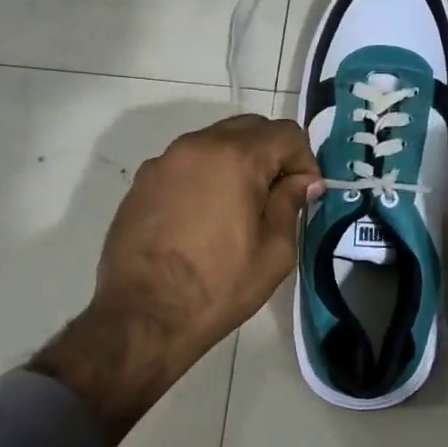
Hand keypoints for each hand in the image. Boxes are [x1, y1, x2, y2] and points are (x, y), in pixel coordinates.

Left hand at [34, 115, 321, 444]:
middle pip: (250, 128)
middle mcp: (198, 145)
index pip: (286, 133)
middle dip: (271, 154)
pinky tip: (204, 216)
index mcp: (236, 157)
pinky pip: (186, 163)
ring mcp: (164, 161)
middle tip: (276, 196)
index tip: (304, 194)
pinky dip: (205, 175)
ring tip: (239, 206)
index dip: (304, 160)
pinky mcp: (142, 181)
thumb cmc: (218, 286)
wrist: (143, 317)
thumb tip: (301, 181)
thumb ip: (291, 203)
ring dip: (237, 162)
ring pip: (215, 142)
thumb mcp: (274, 251)